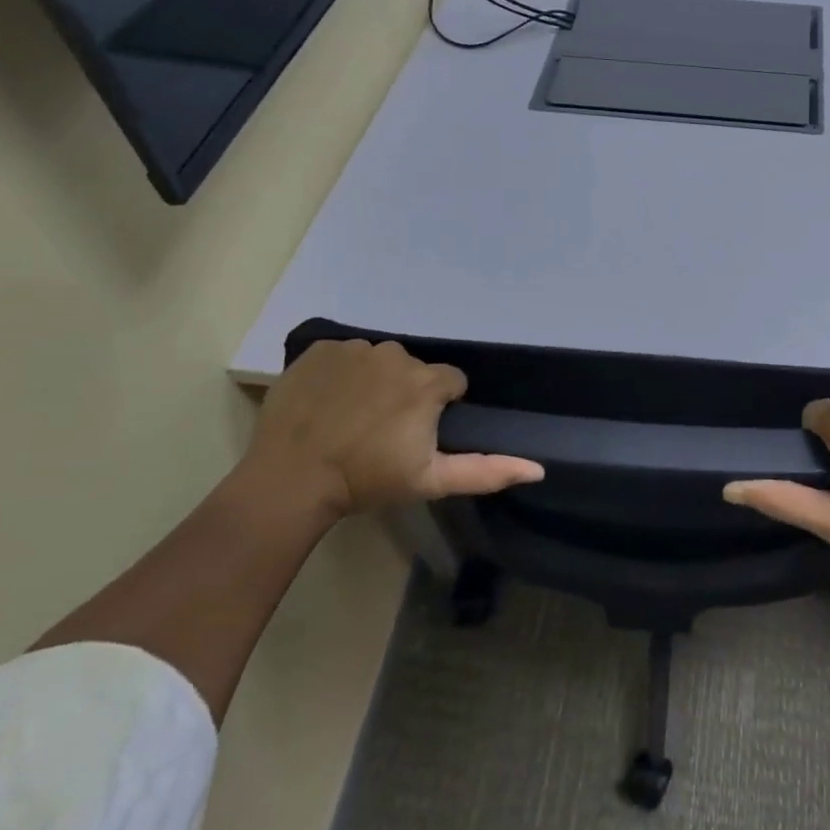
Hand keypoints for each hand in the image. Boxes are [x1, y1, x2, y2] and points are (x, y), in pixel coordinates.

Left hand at [246, 339, 543, 515]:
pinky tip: (328, 402)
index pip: (452, 382)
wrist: (291, 479)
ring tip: (352, 417)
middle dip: (407, 393)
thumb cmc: (367, 480)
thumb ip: (488, 471)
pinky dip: (341, 373)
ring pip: (380, 360)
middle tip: (383, 431)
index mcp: (427, 382)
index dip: (440, 408)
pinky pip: (344, 354)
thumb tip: (538, 469)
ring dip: (375, 381)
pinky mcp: (320, 349)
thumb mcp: (432, 481)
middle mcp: (396, 355)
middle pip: (415, 369)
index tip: (417, 435)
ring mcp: (355, 348)